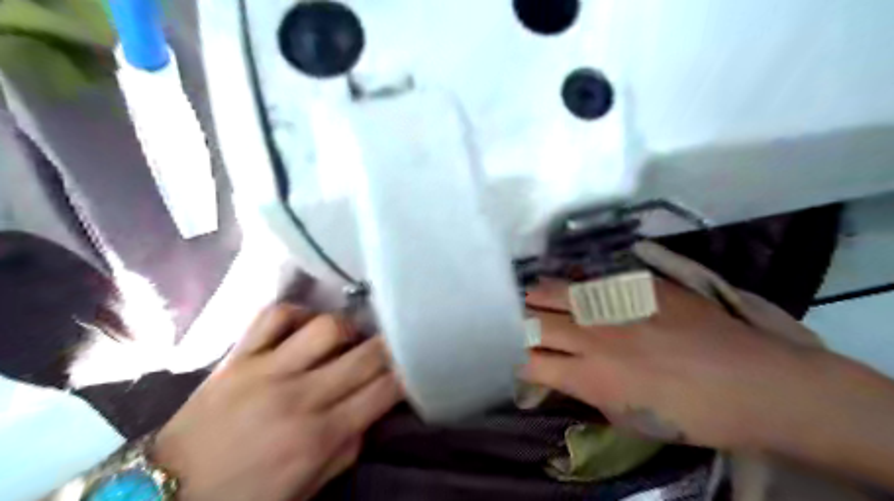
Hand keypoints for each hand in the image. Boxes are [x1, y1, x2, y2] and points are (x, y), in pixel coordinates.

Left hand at [154, 304, 404, 500]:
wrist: (162, 493)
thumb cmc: (244, 497)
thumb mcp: (308, 488)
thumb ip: (348, 448)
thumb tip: (372, 410)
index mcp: (319, 436)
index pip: (384, 391)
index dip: (408, 373)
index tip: (417, 364)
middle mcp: (300, 396)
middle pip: (366, 354)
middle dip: (393, 345)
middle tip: (397, 343)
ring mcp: (266, 370)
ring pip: (326, 328)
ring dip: (348, 329)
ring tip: (348, 339)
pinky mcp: (238, 355)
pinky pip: (274, 315)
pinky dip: (297, 314)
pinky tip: (305, 327)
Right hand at [521, 277, 818, 448]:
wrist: (753, 383)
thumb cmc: (690, 415)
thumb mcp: (626, 418)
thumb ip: (584, 391)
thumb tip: (560, 373)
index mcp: (588, 376)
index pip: (525, 360)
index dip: (512, 357)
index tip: (514, 356)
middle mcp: (590, 335)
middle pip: (530, 319)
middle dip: (516, 322)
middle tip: (518, 323)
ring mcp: (611, 304)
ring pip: (552, 289)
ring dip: (536, 297)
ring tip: (534, 298)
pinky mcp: (633, 284)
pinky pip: (589, 278)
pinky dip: (573, 285)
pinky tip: (575, 287)